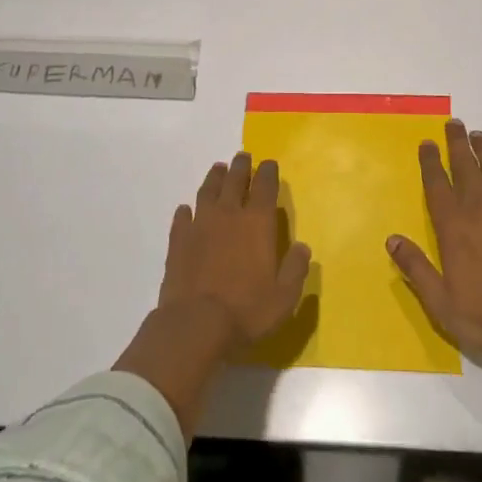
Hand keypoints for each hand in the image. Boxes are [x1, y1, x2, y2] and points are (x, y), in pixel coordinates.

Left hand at [157, 151, 312, 347]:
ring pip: (208, 192)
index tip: (269, 163)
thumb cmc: (247, 310)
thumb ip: (295, 268)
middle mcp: (229, 215)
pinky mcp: (178, 241)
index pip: (265, 187)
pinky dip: (186, 210)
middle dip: (241, 167)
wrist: (195, 324)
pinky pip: (182, 217)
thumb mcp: (284, 296)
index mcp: (257, 223)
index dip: (268, 173)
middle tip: (243, 157)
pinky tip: (186, 209)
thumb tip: (302, 248)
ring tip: (218, 169)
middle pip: (235, 181)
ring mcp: (200, 225)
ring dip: (215, 178)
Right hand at [387, 118, 481, 454]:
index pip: (437, 184)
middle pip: (466, 166)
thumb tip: (392, 239)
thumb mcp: (441, 301)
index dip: (430, 162)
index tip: (427, 143)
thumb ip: (416, 268)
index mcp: (453, 225)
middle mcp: (480, 208)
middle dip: (457, 143)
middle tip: (454, 123)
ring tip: (478, 135)